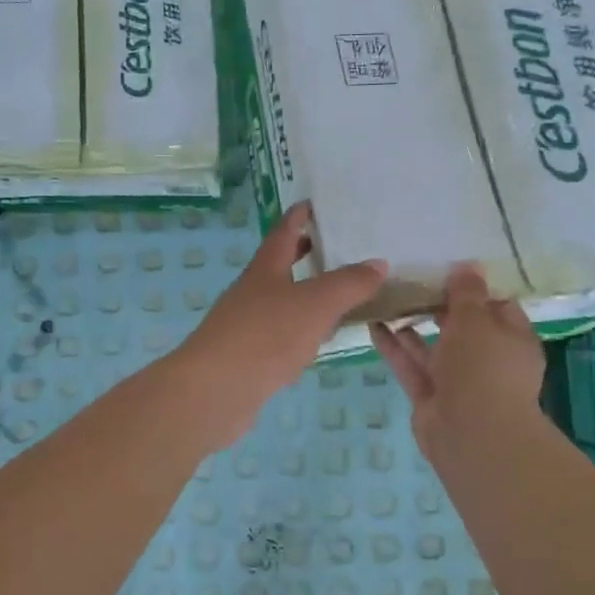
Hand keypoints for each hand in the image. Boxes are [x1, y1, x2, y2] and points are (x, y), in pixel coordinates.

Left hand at [173, 202, 384, 449]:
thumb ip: (349, 284)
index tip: (312, 204)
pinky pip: (278, 335)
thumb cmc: (265, 335)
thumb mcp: (315, 304)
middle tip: (330, 246)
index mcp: (265, 270)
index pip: (283, 233)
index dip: (298, 217)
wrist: (216, 390)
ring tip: (335, 295)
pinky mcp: (247, 357)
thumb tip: (378, 263)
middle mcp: (252, 292)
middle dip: (301, 254)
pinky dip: (299, 331)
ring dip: (303, 295)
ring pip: (279, 302)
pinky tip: (315, 342)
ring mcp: (245, 325)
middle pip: (278, 266)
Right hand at [369, 265, 546, 459]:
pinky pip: (411, 365)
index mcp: (513, 339)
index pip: (497, 306)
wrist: (471, 434)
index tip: (446, 268)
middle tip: (409, 279)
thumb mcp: (476, 320)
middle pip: (462, 327)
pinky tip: (374, 324)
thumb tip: (469, 266)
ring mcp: (458, 381)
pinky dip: (394, 347)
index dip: (474, 288)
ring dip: (412, 325)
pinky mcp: (430, 396)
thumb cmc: (483, 367)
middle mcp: (488, 360)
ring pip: (432, 347)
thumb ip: (467, 292)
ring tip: (386, 298)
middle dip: (437, 305)